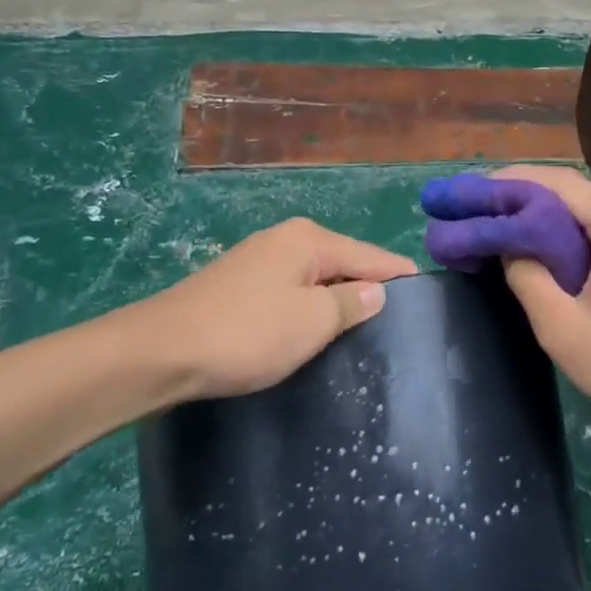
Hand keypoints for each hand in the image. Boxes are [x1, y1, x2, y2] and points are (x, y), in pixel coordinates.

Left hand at [124, 218, 415, 400]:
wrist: (161, 351)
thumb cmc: (247, 333)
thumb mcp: (311, 321)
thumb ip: (351, 303)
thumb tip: (377, 291)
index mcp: (309, 239)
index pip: (371, 255)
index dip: (400, 276)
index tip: (429, 297)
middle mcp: (286, 239)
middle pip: (344, 263)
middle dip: (369, 290)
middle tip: (397, 327)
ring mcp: (259, 260)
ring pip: (315, 279)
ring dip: (336, 302)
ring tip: (362, 333)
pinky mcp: (239, 285)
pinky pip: (291, 291)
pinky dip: (308, 308)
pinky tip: (315, 331)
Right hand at [489, 165, 590, 447]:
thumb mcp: (563, 329)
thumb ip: (528, 279)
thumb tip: (510, 248)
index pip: (562, 184)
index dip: (516, 180)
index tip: (479, 188)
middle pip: (580, 194)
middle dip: (531, 196)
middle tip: (488, 207)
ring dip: (555, 217)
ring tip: (512, 226)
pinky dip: (580, 235)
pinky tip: (555, 251)